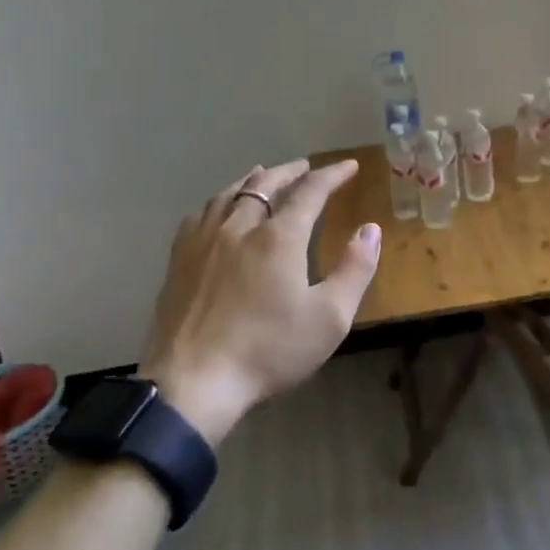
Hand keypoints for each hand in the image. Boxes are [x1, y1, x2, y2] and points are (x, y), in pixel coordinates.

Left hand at [138, 158, 379, 445]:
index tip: (349, 166)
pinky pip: (200, 215)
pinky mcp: (178, 261)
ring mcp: (203, 241)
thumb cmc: (268, 352)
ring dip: (254, 180)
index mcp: (279, 237)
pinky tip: (219, 210)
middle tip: (306, 166)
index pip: (310, 191)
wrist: (192, 383)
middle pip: (266, 184)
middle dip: (291, 171)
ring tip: (264, 175)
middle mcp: (240, 226)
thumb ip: (355, 269)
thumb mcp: (329, 318)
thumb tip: (370, 229)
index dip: (332, 175)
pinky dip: (220, 201)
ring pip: (230, 194)